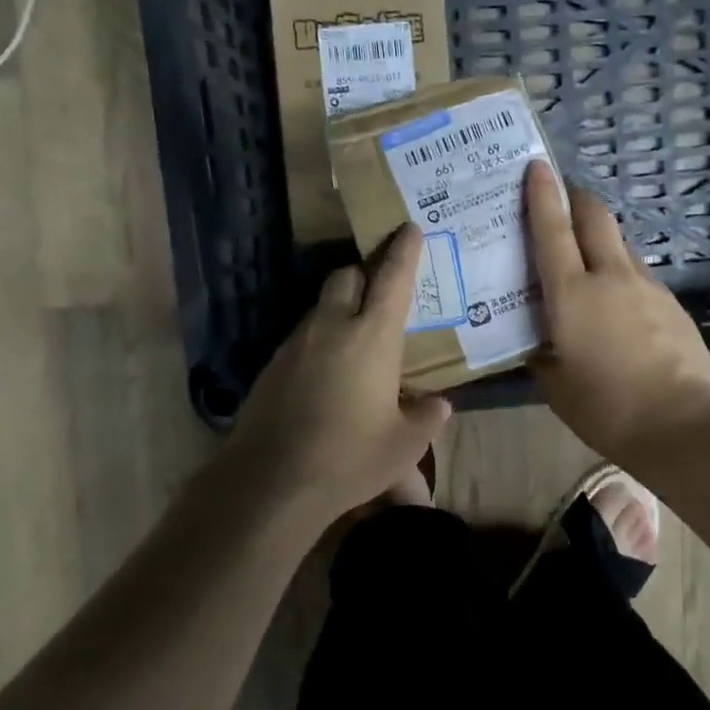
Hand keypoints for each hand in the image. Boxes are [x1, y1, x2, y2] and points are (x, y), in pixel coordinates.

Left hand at [228, 224, 451, 530]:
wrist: (270, 481)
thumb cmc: (349, 457)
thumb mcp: (404, 445)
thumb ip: (427, 418)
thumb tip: (439, 405)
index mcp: (372, 337)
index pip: (391, 279)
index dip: (403, 251)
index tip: (409, 228)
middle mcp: (331, 328)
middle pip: (345, 277)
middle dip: (364, 273)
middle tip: (380, 290)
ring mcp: (296, 344)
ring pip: (321, 307)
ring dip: (340, 309)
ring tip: (356, 341)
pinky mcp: (271, 367)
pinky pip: (302, 338)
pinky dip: (319, 340)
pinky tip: (327, 374)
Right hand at [525, 160, 709, 461]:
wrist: (686, 425)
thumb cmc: (608, 408)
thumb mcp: (557, 388)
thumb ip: (543, 358)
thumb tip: (539, 347)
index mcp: (572, 294)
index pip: (553, 230)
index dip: (542, 194)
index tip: (536, 166)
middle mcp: (610, 277)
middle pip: (596, 216)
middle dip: (577, 198)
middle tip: (562, 197)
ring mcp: (647, 286)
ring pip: (620, 243)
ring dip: (600, 237)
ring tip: (585, 256)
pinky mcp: (672, 303)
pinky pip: (638, 273)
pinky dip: (621, 271)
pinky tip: (616, 301)